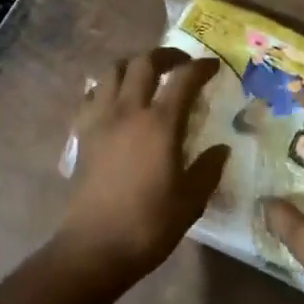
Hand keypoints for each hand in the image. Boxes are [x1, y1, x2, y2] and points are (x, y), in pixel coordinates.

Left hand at [53, 47, 228, 286]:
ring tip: (147, 76)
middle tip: (181, 64)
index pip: (184, 79)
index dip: (201, 67)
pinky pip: (92, 96)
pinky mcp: (83, 135)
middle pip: (143, 63)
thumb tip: (221, 149)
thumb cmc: (150, 224)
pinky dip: (107, 88)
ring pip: (112, 71)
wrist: (96, 247)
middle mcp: (128, 111)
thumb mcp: (192, 199)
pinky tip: (116, 102)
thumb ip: (208, 168)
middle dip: (166, 55)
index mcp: (160, 124)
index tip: (213, 66)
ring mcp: (101, 120)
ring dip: (133, 65)